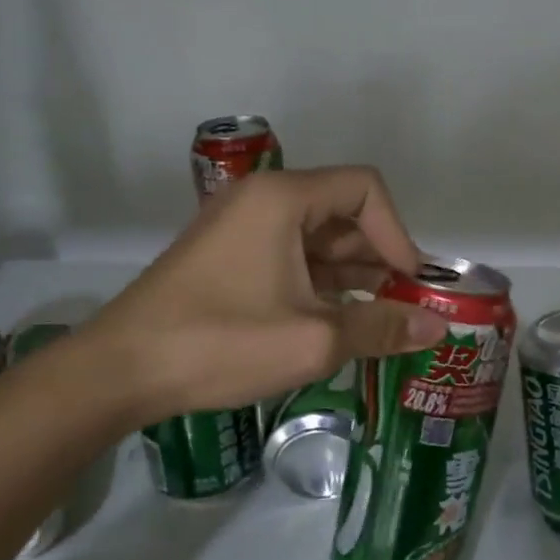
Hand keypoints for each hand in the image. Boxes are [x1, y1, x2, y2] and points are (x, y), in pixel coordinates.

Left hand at [76, 166, 446, 425]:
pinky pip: (291, 257)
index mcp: (283, 198)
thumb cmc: (221, 342)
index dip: (398, 234)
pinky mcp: (229, 256)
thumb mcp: (313, 340)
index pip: (365, 189)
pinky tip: (340, 322)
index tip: (410, 286)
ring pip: (317, 238)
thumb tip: (438, 329)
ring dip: (354, 274)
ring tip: (382, 322)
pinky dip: (321, 284)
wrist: (121, 370)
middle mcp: (263, 200)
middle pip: (343, 212)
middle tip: (406, 309)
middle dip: (380, 258)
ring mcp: (241, 228)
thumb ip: (381, 327)